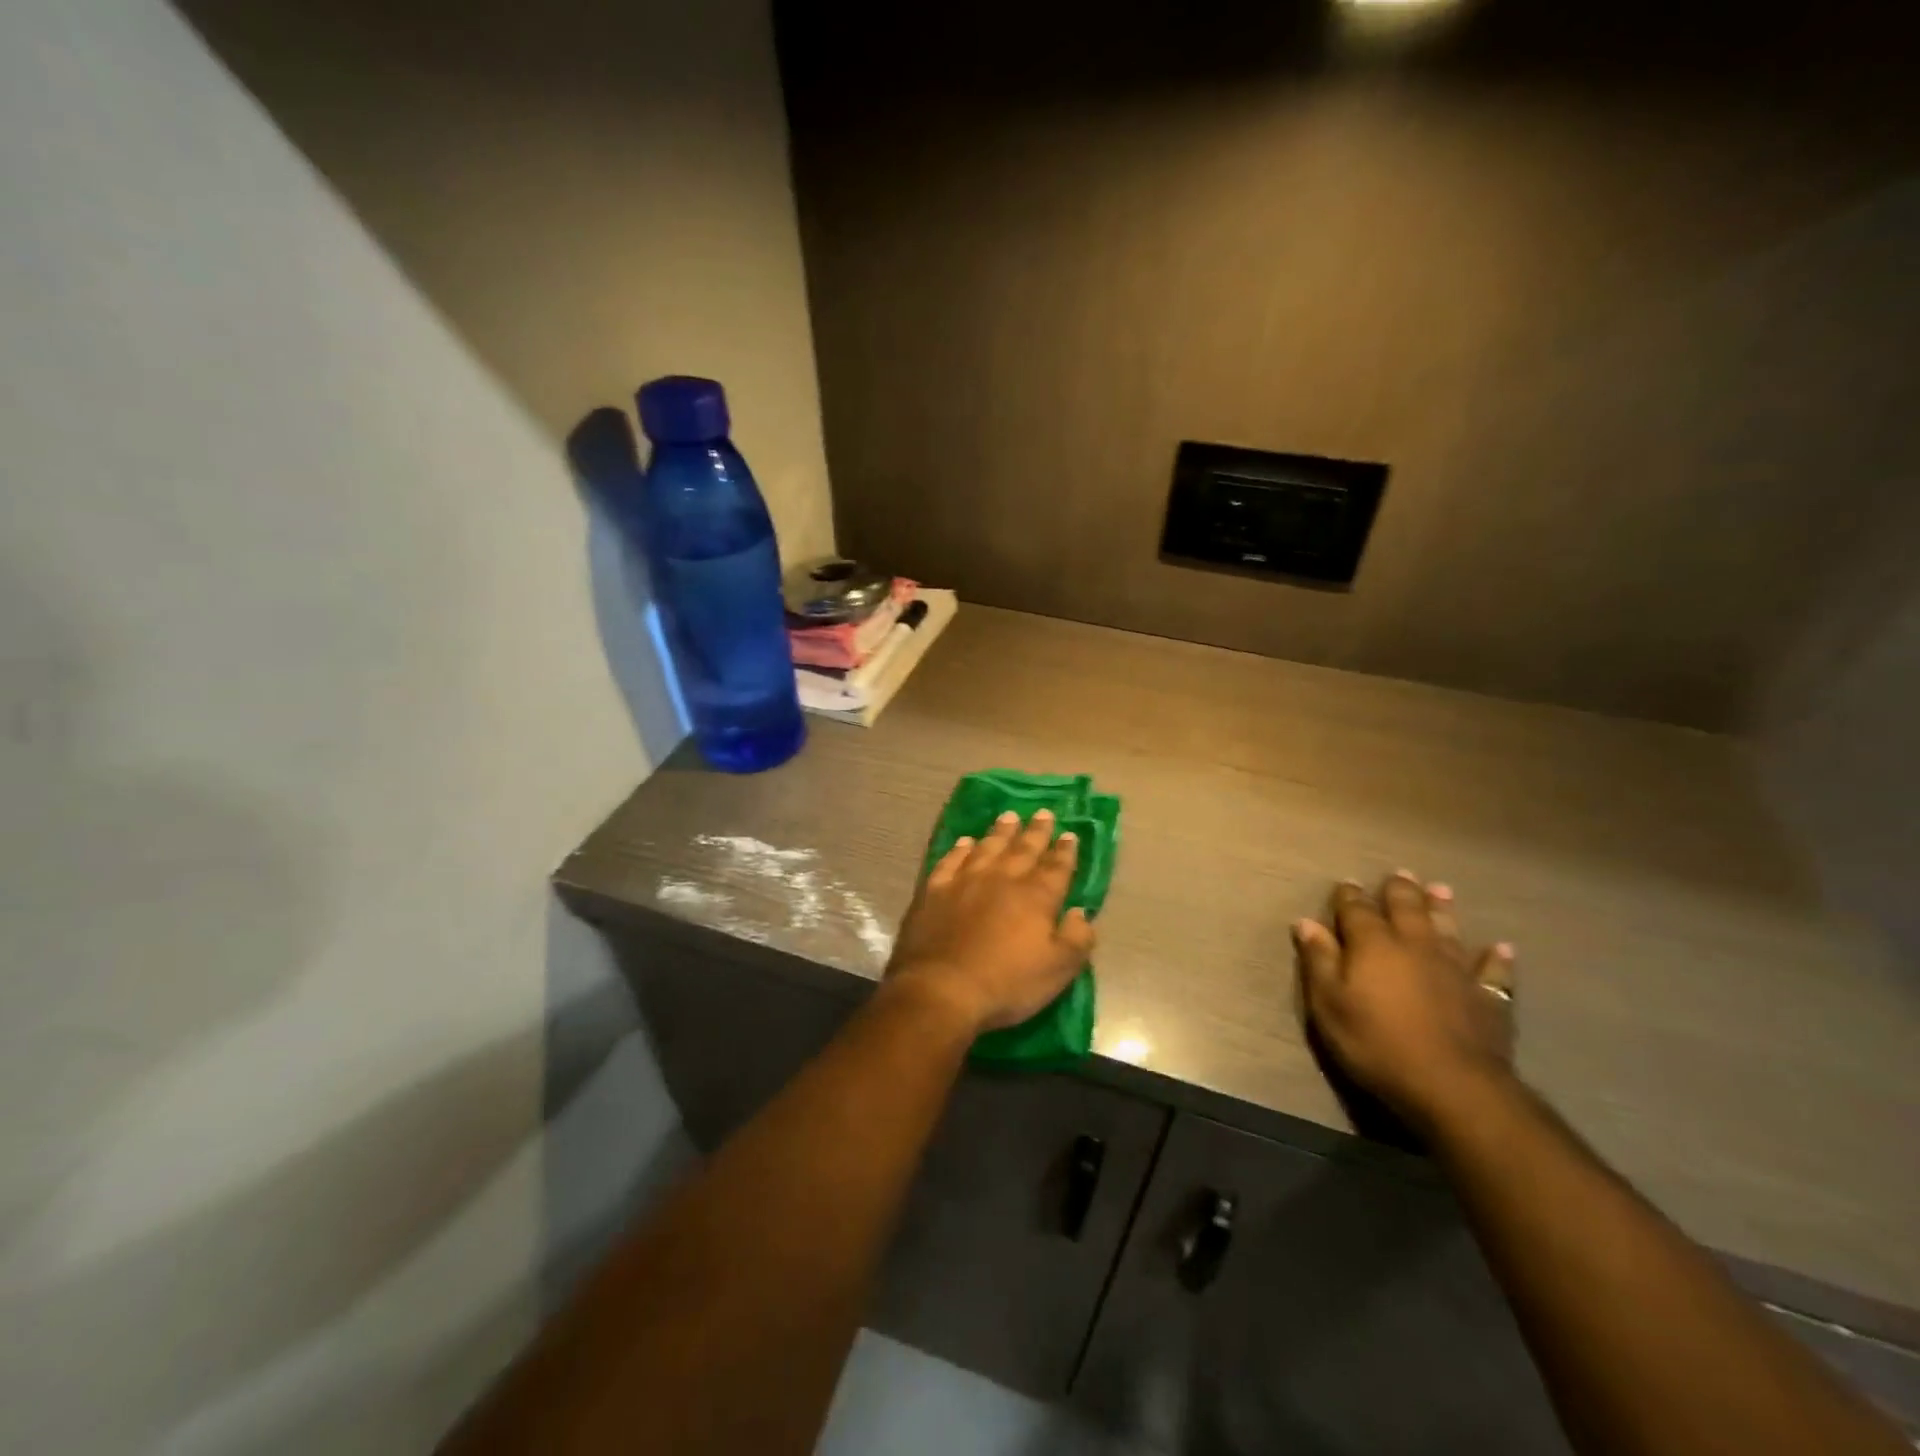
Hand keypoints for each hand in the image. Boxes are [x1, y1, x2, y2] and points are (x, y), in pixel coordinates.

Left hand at [887, 809, 1095, 1033]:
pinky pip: (950, 860)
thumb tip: (1081, 912)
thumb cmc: (1006, 984)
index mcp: (1035, 897)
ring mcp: (965, 880)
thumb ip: (1077, 939)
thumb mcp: (1057, 970)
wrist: (941, 989)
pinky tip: (965, 842)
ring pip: (987, 847)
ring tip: (1009, 817)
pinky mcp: (934, 890)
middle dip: (1036, 831)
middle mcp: (1002, 879)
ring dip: (1001, 831)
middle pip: (1023, 849)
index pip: (1056, 868)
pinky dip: (960, 849)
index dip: (1065, 851)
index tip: (1070, 834)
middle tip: (1044, 812)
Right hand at [1294, 872, 1516, 1134]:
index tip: (1345, 884)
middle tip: (1399, 874)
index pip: (1357, 910)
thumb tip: (1306, 922)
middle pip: (1406, 909)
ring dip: (1443, 909)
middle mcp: (1415, 946)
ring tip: (1440, 890)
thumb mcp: (1329, 1005)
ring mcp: (1456, 969)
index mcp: (1373, 945)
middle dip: (1399, 891)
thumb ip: (1319, 961)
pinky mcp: (1487, 997)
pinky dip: (1496, 958)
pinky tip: (1502, 948)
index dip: (1349, 896)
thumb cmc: (1376, 1044)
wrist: (1453, 1086)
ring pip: (1448, 929)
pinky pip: (1493, 971)